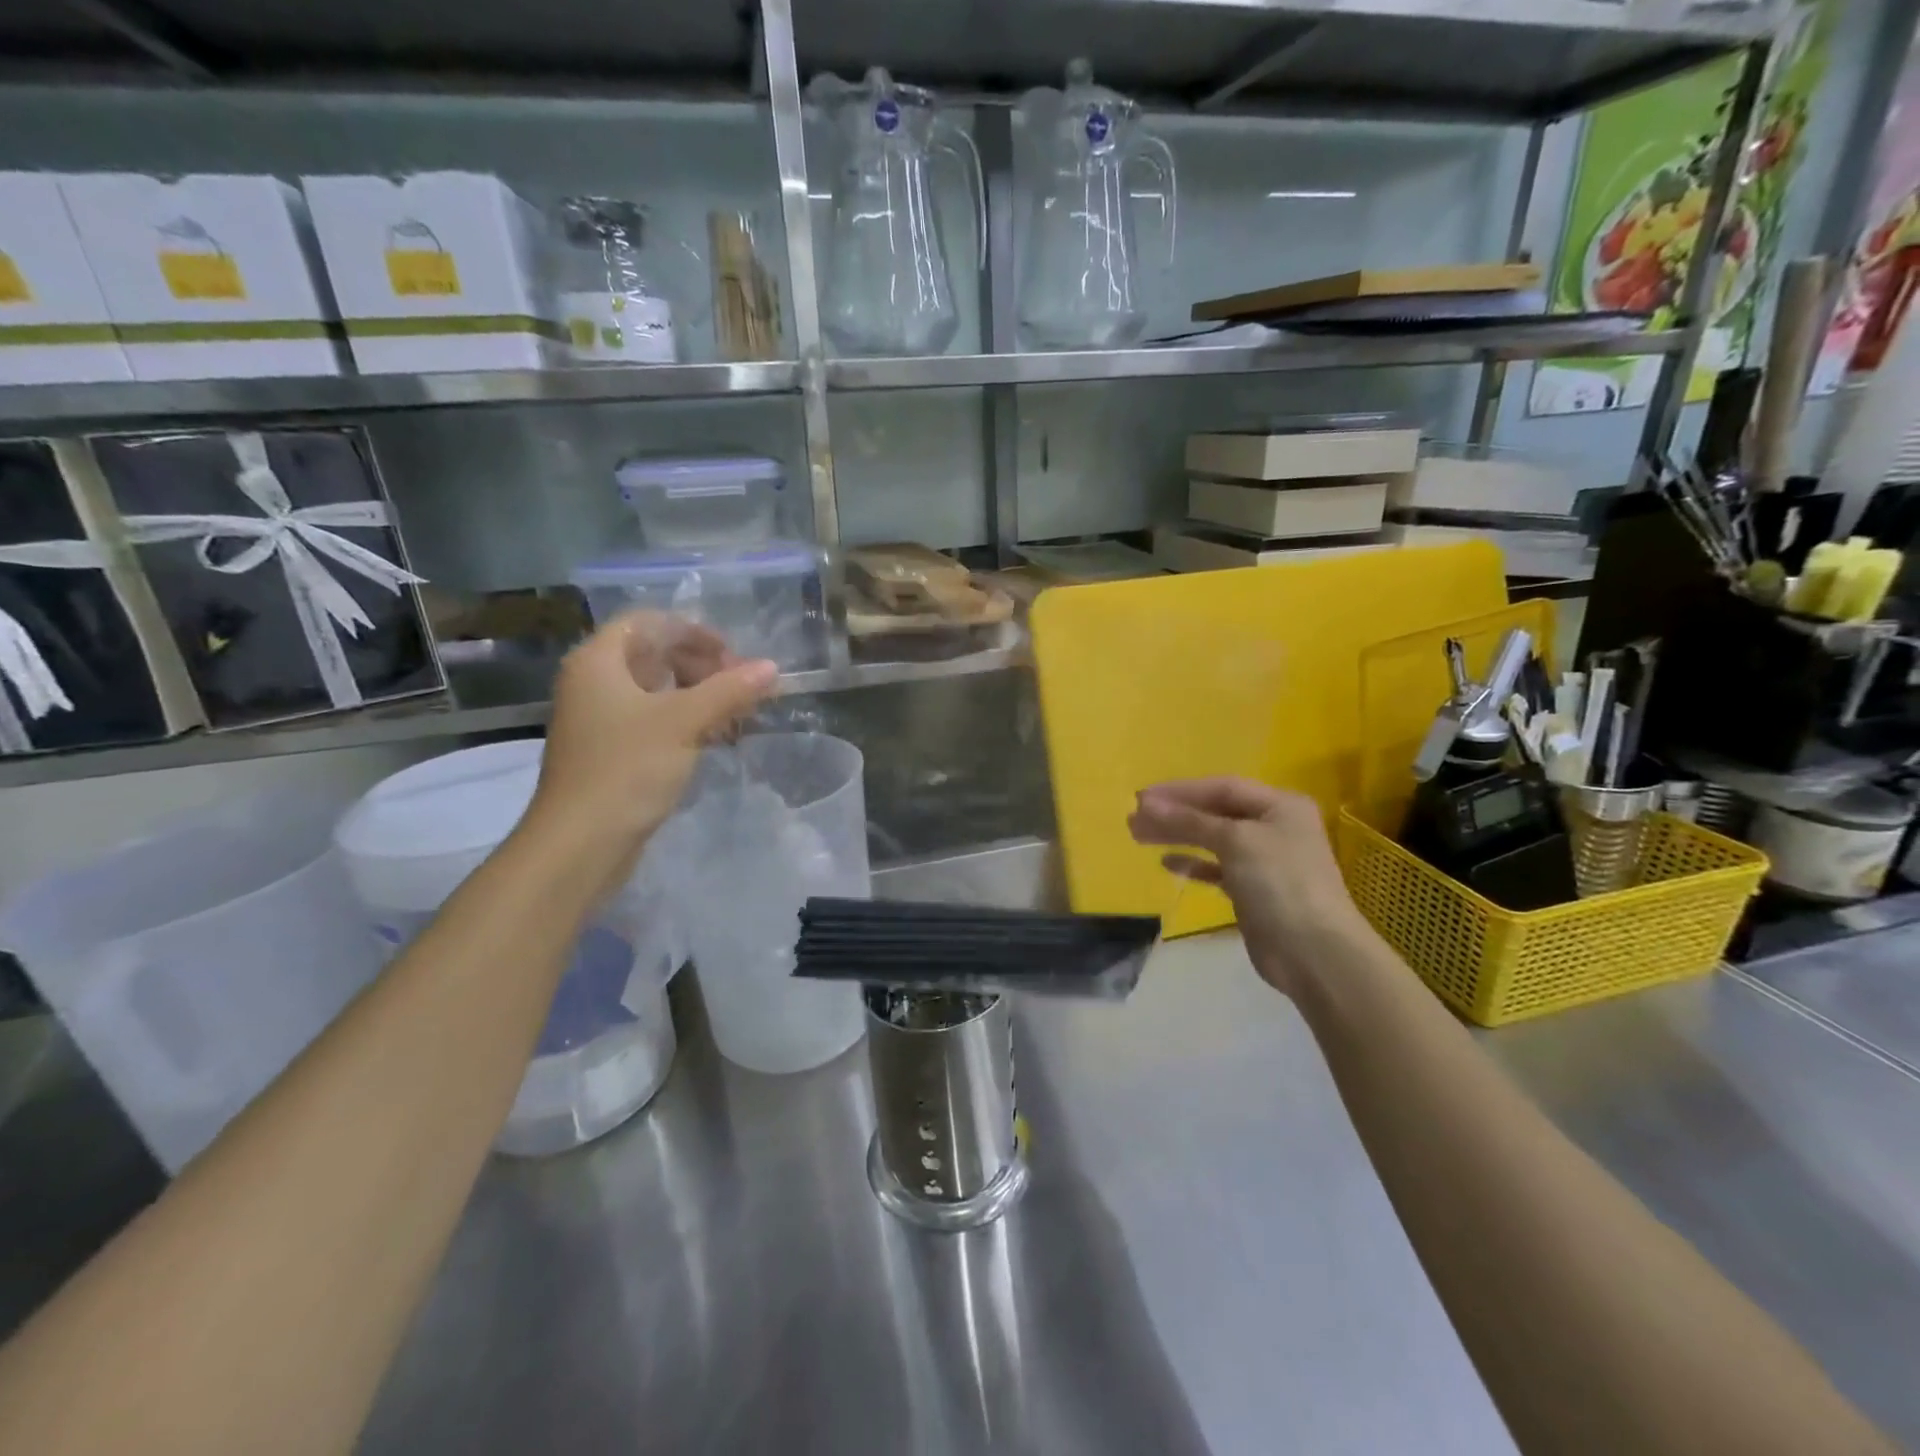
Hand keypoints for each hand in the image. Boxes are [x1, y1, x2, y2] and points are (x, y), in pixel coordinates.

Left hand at [524, 612, 777, 892]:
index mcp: (598, 662)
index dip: (692, 631)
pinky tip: (716, 738)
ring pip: (656, 691)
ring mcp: (599, 719)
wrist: (580, 843)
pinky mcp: (610, 752)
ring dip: (699, 695)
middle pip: (654, 655)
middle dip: (702, 666)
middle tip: (741, 687)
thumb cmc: (627, 770)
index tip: (732, 654)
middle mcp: (592, 683)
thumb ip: (729, 690)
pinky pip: (652, 720)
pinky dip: (685, 722)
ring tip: (736, 715)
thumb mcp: (684, 723)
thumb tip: (771, 667)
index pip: (647, 623)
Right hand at [1128, 778, 1371, 1000]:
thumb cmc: (1280, 883)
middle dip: (1174, 814)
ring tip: (1139, 835)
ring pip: (1213, 839)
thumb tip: (1146, 804)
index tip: (1141, 799)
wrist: (1314, 953)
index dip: (1180, 791)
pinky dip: (1193, 863)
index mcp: (1280, 806)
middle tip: (1134, 818)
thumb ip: (1190, 820)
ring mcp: (1265, 860)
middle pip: (1215, 812)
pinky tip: (1168, 863)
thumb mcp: (1235, 841)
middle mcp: (1274, 827)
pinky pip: (1217, 868)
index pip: (1222, 788)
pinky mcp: (1254, 890)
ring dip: (1178, 836)